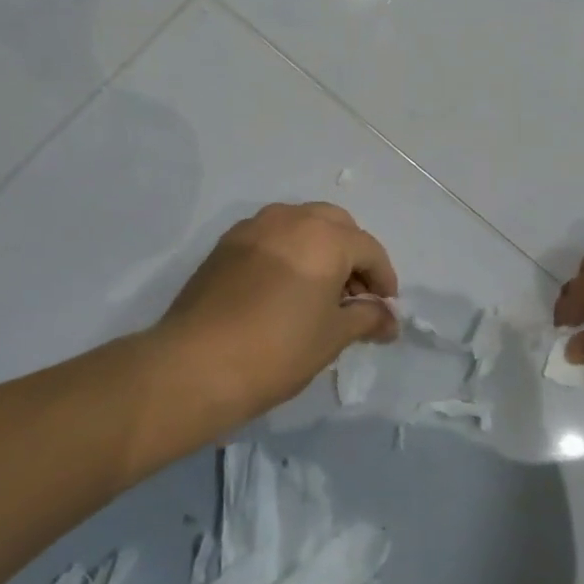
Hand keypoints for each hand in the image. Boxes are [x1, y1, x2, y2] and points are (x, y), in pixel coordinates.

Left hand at [154, 202, 398, 424]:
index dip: (384, 280)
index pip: (369, 249)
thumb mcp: (332, 337)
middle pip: (336, 225)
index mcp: (325, 237)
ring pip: (301, 224)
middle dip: (353, 255)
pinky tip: (284, 288)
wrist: (195, 365)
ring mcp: (254, 227)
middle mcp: (291, 219)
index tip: (385, 310)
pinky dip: (288, 251)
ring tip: (319, 291)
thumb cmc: (277, 350)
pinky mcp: (226, 243)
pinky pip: (270, 236)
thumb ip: (367, 318)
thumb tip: (388, 318)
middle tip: (354, 295)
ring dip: (319, 248)